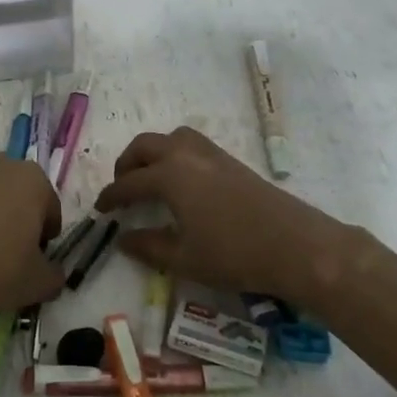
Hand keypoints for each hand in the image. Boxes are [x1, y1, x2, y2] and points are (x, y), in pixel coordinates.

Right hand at [95, 126, 358, 297]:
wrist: (296, 246)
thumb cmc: (234, 254)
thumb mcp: (183, 259)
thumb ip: (148, 246)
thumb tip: (122, 239)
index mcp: (169, 176)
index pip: (129, 183)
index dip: (111, 196)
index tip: (100, 209)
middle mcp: (186, 155)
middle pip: (145, 146)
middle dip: (127, 164)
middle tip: (122, 188)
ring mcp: (212, 154)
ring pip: (171, 138)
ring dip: (153, 153)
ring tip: (150, 178)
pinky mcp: (232, 161)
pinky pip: (192, 144)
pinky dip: (175, 154)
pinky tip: (182, 182)